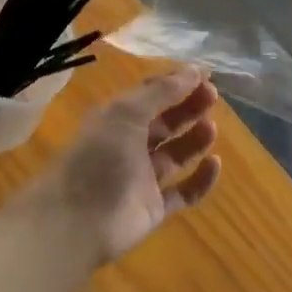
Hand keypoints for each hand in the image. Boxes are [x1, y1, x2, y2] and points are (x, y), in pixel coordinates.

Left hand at [33, 67, 222, 264]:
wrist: (76, 222)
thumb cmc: (99, 157)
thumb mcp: (127, 113)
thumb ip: (161, 92)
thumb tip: (195, 70)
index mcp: (118, 118)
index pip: (151, 94)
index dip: (176, 83)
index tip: (204, 75)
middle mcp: (130, 144)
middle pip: (166, 122)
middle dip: (188, 107)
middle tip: (213, 96)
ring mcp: (143, 178)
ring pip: (176, 155)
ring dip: (194, 139)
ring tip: (211, 127)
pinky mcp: (154, 208)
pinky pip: (184, 192)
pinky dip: (201, 180)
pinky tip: (215, 163)